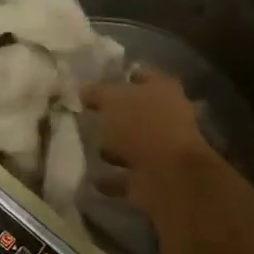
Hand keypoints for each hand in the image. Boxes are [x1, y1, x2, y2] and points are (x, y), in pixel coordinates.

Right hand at [81, 69, 218, 214]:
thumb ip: (97, 93)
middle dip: (115, 114)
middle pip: (137, 111)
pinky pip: (127, 176)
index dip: (121, 76)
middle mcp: (167, 117)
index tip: (97, 81)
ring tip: (86, 145)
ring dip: (113, 147)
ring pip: (133, 144)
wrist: (169, 177)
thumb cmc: (142, 126)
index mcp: (162, 90)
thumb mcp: (112, 100)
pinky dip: (112, 178)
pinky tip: (92, 177)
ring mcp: (161, 150)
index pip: (142, 75)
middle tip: (87, 114)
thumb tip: (84, 89)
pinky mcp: (153, 178)